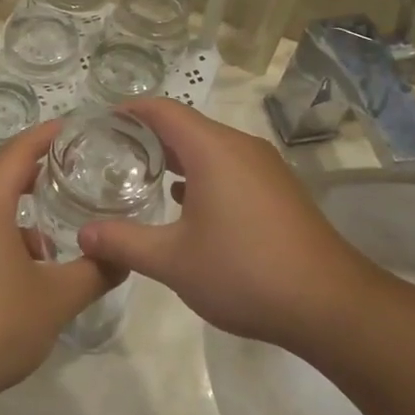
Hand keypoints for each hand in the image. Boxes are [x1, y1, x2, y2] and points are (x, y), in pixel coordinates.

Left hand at [0, 120, 117, 405]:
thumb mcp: (56, 299)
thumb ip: (95, 272)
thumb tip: (124, 257)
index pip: (20, 149)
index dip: (48, 134)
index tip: (77, 126)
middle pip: (4, 175)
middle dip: (40, 174)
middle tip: (79, 176)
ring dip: (23, 217)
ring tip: (57, 242)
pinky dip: (5, 237)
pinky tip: (26, 274)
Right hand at [76, 99, 363, 351]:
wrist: (330, 304)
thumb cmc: (244, 272)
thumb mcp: (173, 261)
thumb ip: (124, 243)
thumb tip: (83, 235)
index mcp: (212, 149)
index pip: (163, 110)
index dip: (129, 110)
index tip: (99, 123)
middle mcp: (240, 147)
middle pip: (186, 124)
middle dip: (148, 134)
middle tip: (111, 153)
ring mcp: (265, 167)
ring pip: (211, 146)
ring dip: (177, 156)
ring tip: (142, 176)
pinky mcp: (279, 190)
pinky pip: (230, 166)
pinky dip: (203, 173)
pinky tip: (186, 203)